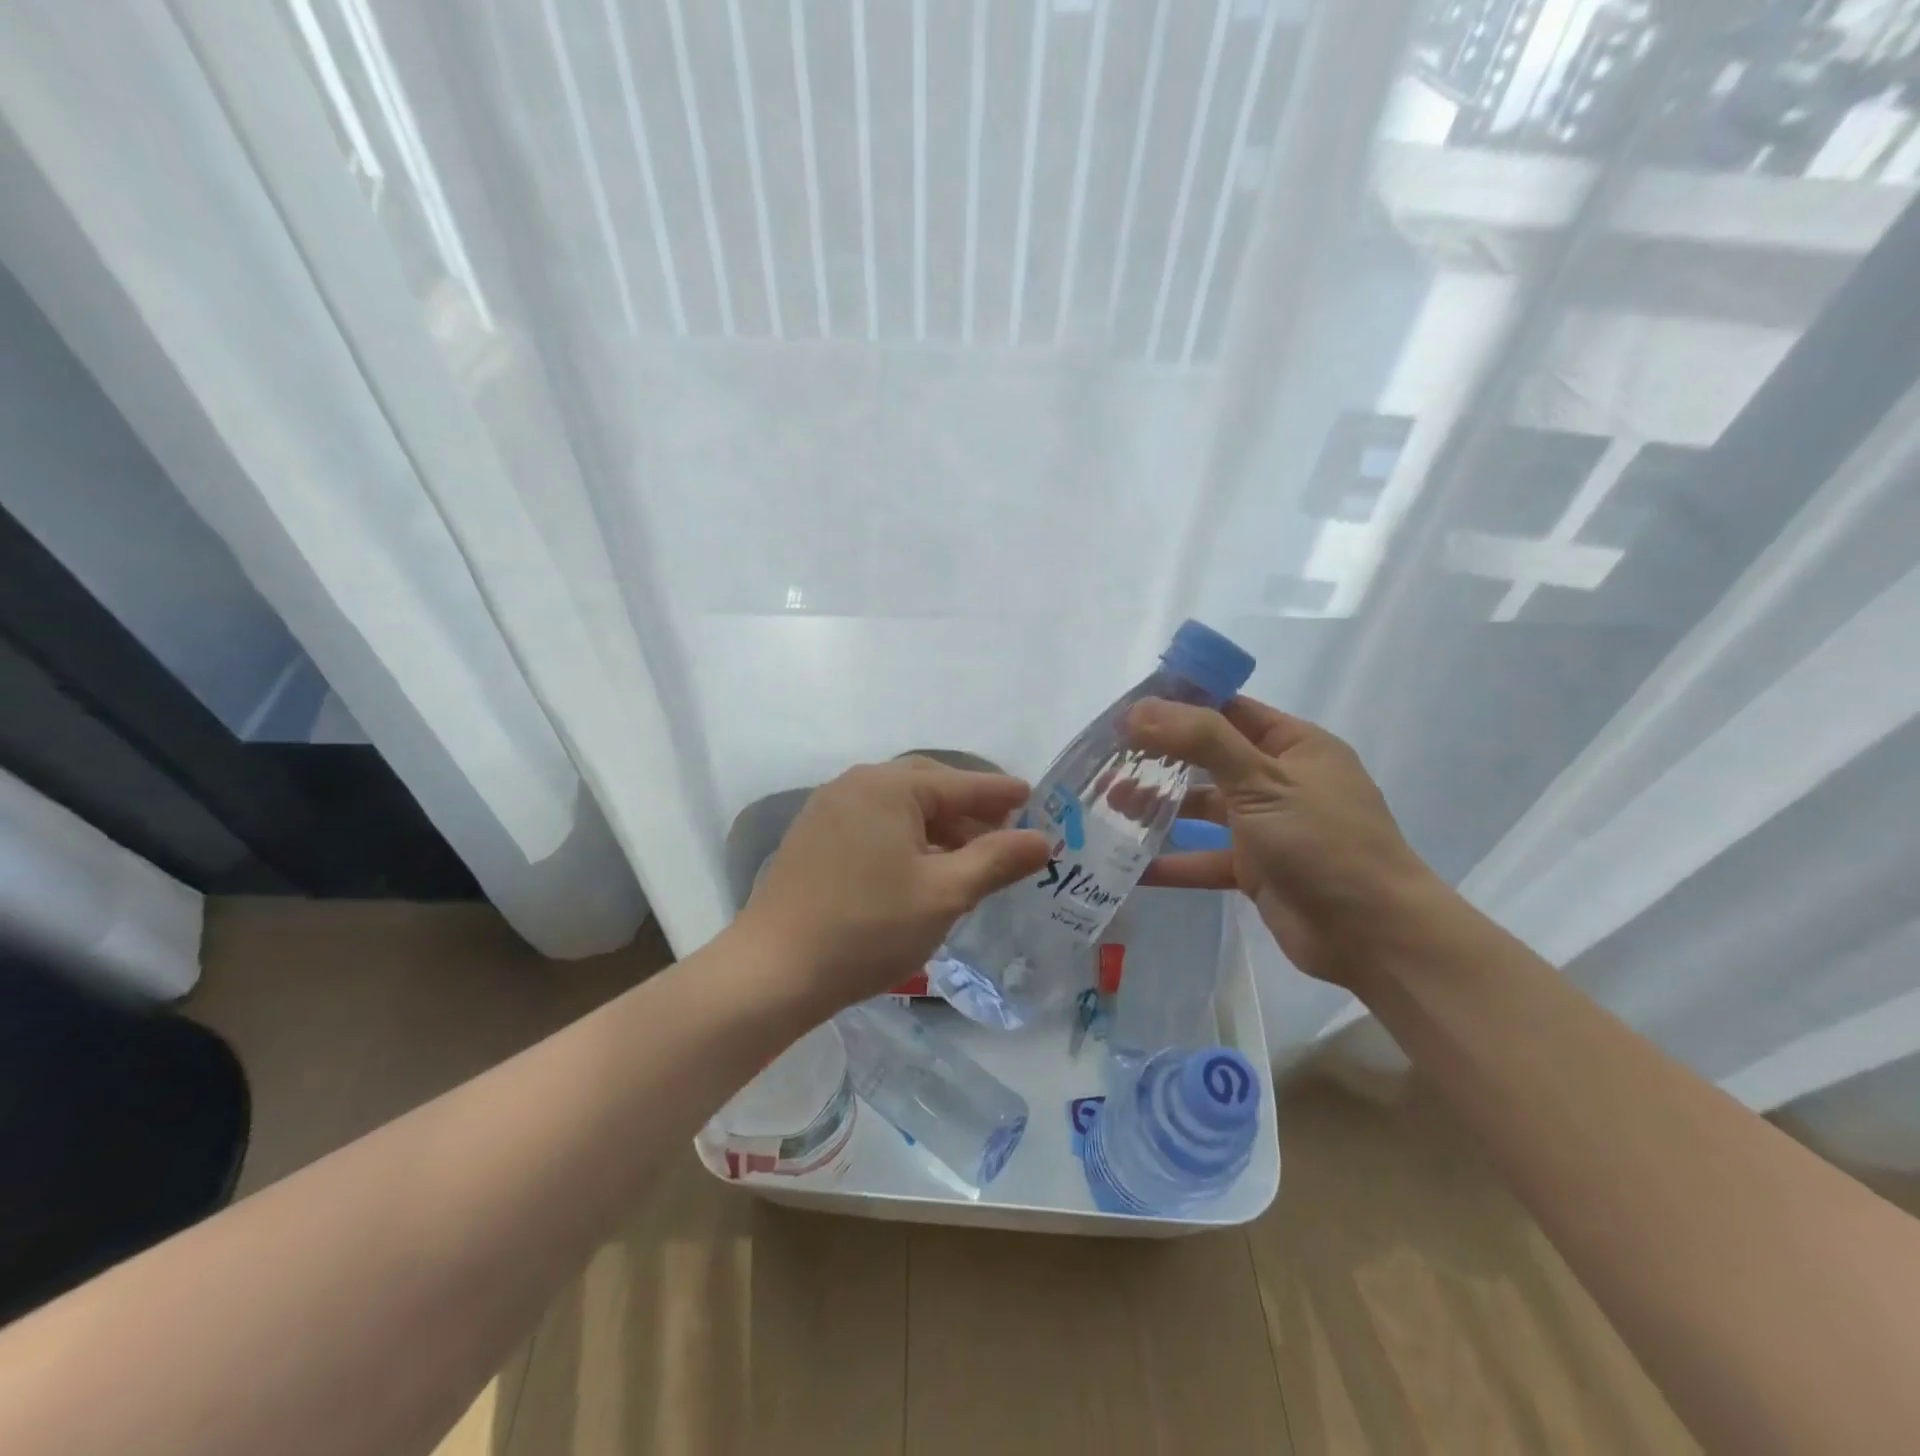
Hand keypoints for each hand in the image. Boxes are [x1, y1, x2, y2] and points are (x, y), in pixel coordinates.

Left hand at [736, 761, 1049, 1016]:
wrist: (773, 970)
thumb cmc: (867, 928)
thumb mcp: (944, 894)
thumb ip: (996, 861)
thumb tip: (1042, 839)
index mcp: (888, 786)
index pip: (960, 783)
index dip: (1000, 793)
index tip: (1033, 797)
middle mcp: (856, 784)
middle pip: (928, 786)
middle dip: (968, 809)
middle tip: (1004, 830)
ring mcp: (829, 808)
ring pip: (899, 807)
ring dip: (937, 826)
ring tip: (968, 857)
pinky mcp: (814, 836)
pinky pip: (874, 823)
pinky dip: (906, 837)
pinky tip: (920, 868)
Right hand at [1127, 696, 1442, 987]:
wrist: (1375, 936)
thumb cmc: (1323, 842)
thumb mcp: (1262, 780)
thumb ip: (1200, 741)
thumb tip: (1138, 709)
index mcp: (1294, 745)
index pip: (1228, 710)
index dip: (1179, 705)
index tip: (1126, 710)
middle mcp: (1280, 780)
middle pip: (1210, 759)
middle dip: (1160, 758)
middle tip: (1107, 758)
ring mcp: (1268, 827)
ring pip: (1203, 808)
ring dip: (1160, 807)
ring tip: (1110, 804)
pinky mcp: (1256, 870)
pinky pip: (1205, 858)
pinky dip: (1173, 861)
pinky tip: (1131, 866)